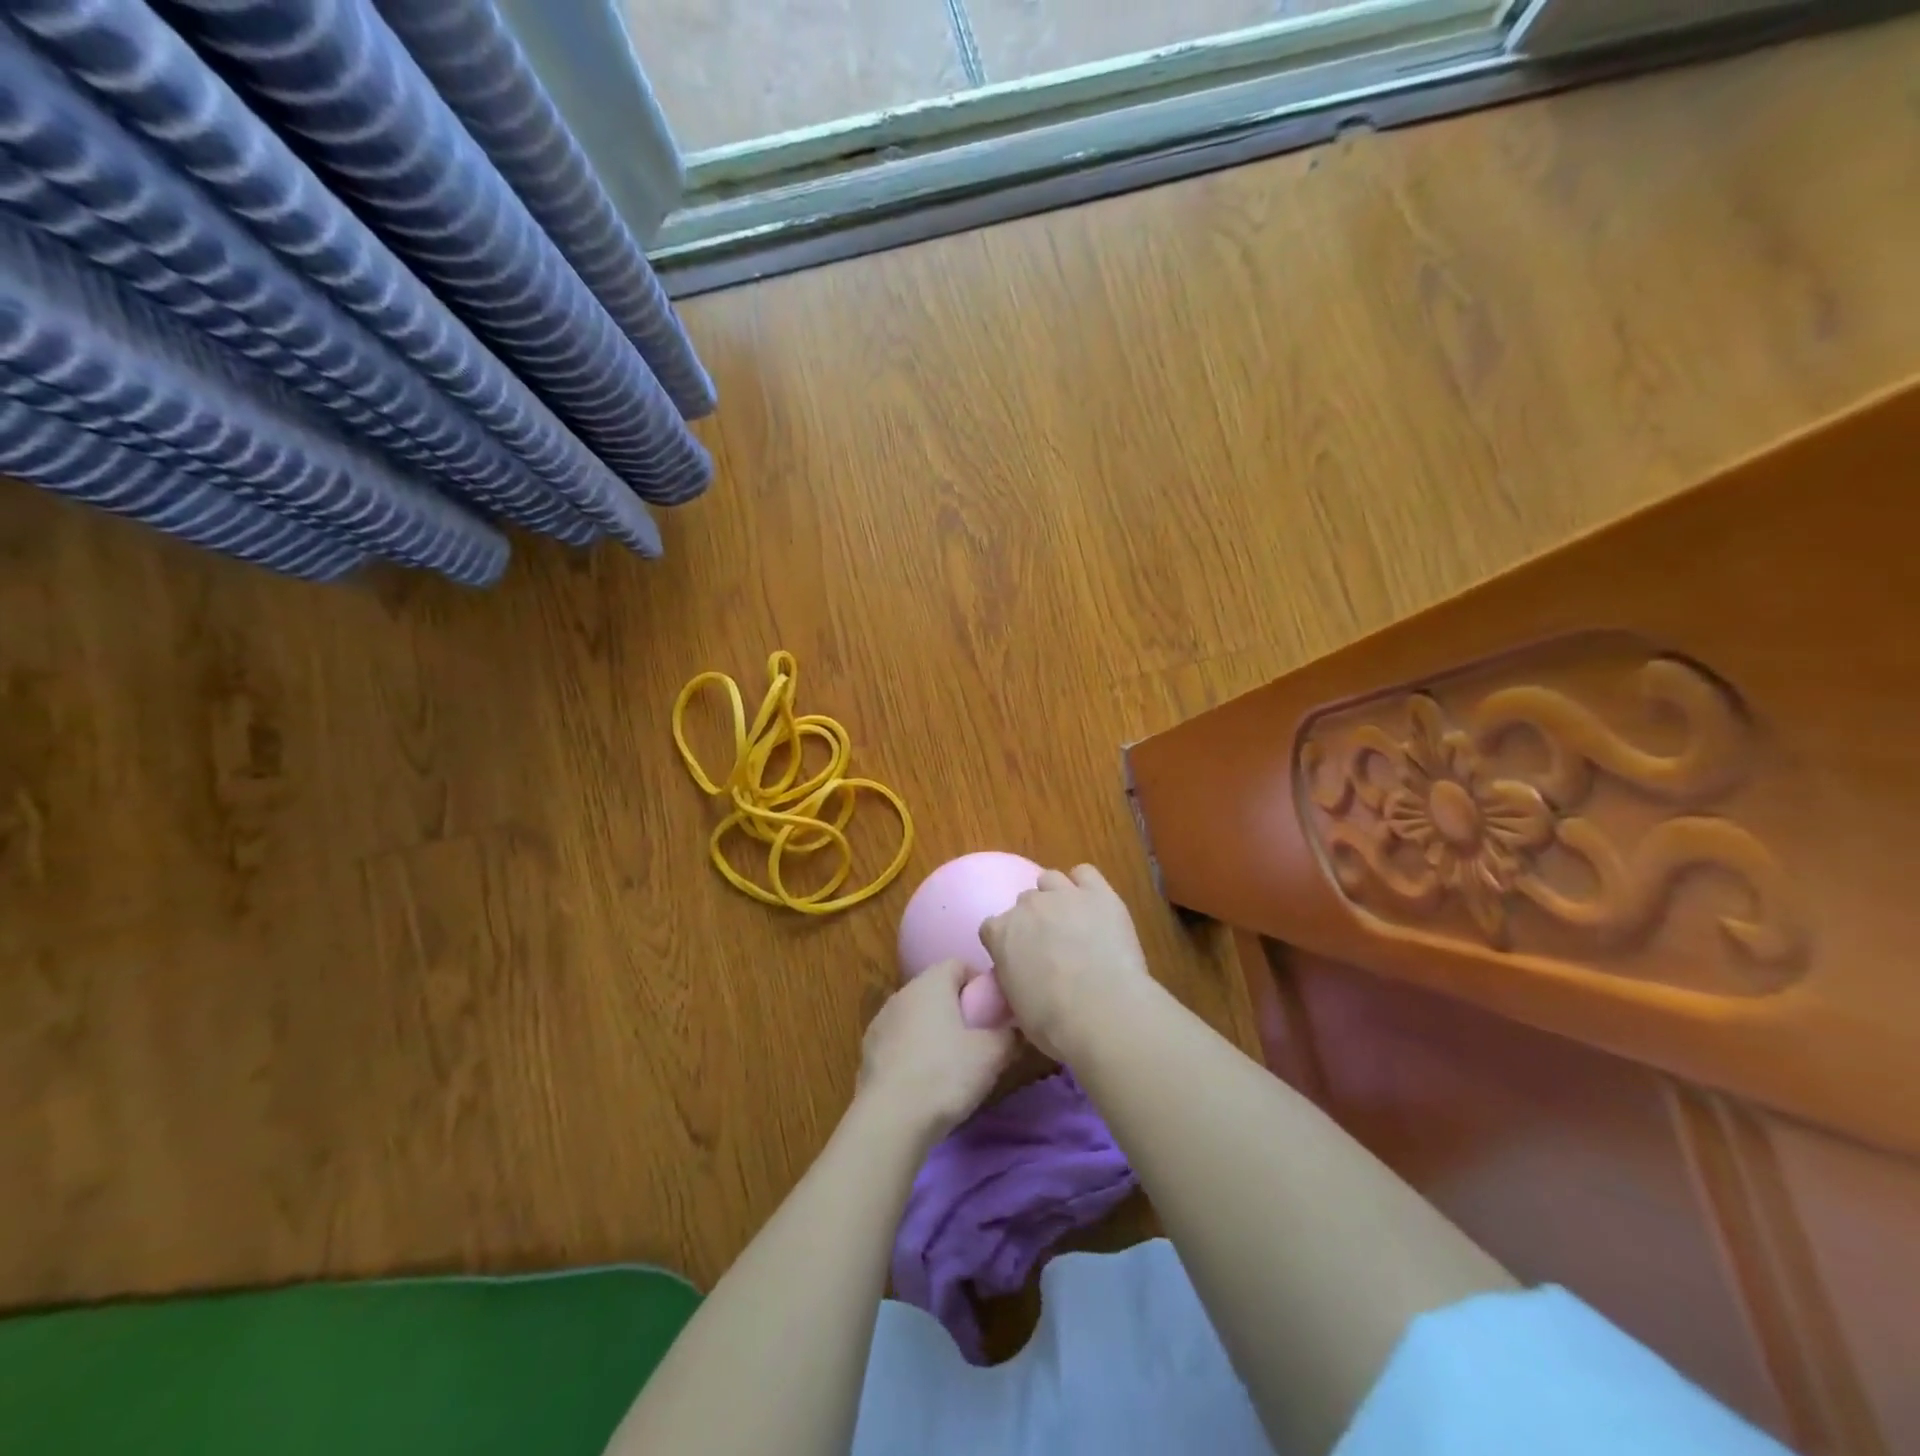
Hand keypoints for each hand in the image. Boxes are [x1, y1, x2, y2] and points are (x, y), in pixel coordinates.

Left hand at [856, 960, 1015, 1143]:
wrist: (891, 1119)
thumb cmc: (946, 1074)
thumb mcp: (992, 1055)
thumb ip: (1009, 1035)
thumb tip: (1016, 1030)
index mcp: (931, 983)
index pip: (959, 964)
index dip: (979, 984)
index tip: (993, 1011)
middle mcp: (902, 993)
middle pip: (936, 990)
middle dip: (957, 1008)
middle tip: (978, 1037)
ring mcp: (881, 1021)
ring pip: (916, 1016)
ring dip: (933, 1030)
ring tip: (952, 1062)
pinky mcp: (868, 1051)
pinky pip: (900, 1041)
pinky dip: (914, 1051)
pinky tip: (925, 1080)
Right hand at [980, 863, 1154, 1060]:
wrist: (1102, 1010)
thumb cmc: (1053, 1021)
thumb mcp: (1017, 1006)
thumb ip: (1013, 979)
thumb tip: (1022, 978)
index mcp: (1001, 933)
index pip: (992, 928)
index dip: (1006, 943)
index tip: (1019, 960)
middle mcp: (1027, 906)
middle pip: (1024, 903)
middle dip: (1034, 921)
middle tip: (1051, 946)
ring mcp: (1063, 894)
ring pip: (1050, 880)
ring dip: (1056, 896)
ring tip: (1071, 920)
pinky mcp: (1098, 893)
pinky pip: (1085, 873)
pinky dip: (1086, 885)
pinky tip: (1093, 903)